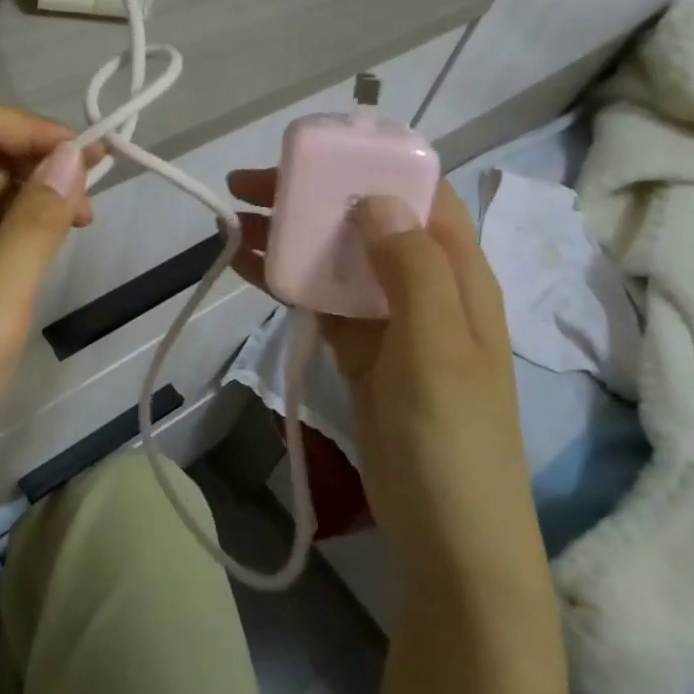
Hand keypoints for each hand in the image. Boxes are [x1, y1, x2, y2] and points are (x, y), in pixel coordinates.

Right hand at [227, 172, 541, 585]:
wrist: (448, 538)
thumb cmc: (451, 439)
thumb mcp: (438, 347)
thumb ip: (411, 268)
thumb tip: (374, 199)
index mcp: (459, 275)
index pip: (421, 196)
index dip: (372, 166)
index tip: (315, 155)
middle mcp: (425, 286)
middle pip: (366, 220)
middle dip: (313, 197)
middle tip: (250, 185)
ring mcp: (390, 321)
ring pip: (336, 258)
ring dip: (291, 236)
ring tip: (235, 219)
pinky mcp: (360, 350)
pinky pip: (321, 300)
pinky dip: (286, 279)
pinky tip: (247, 265)